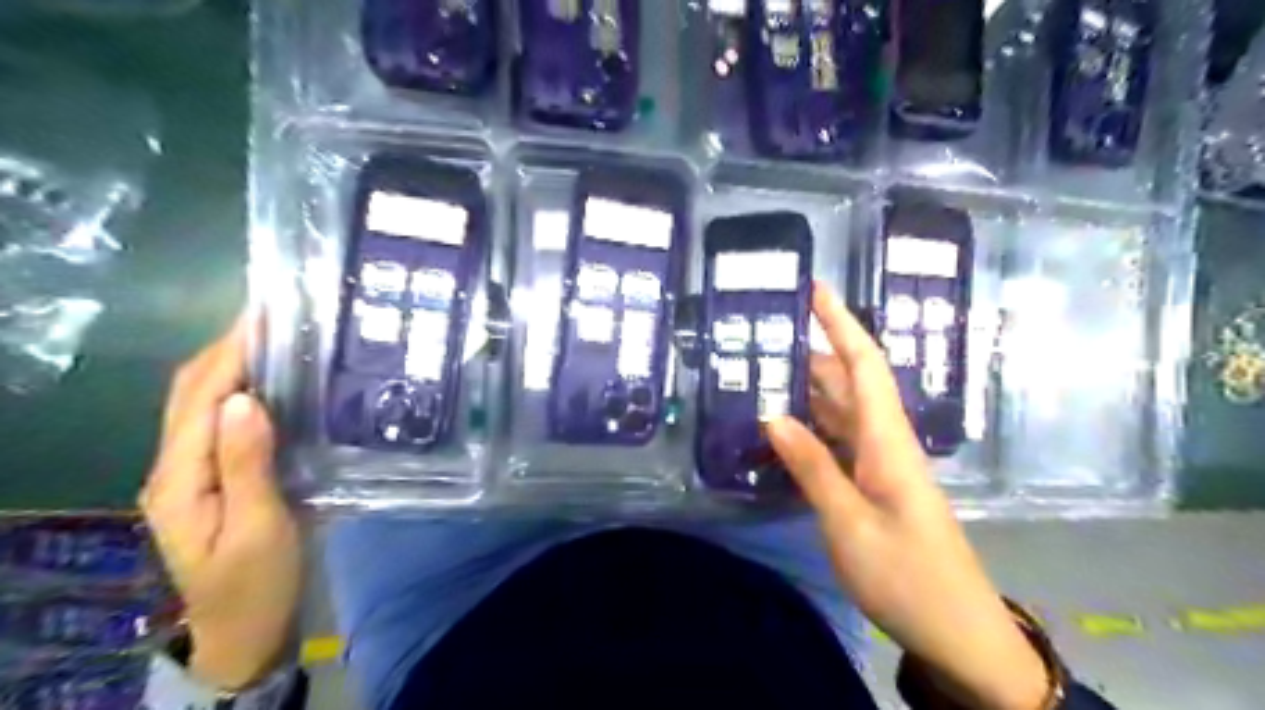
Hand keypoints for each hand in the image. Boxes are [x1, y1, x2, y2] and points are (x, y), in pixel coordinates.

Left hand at [142, 316, 302, 693]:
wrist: (247, 629)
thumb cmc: (258, 581)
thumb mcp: (259, 526)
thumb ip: (247, 463)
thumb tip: (246, 398)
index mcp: (181, 478)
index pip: (201, 398)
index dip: (230, 352)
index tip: (265, 315)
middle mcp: (175, 468)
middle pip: (191, 393)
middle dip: (227, 348)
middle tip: (276, 316)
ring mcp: (191, 474)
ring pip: (203, 404)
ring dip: (233, 364)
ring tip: (277, 338)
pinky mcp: (214, 479)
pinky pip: (220, 422)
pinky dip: (242, 391)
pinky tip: (274, 383)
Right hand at [760, 285, 1048, 709]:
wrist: (957, 631)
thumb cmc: (905, 575)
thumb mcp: (848, 523)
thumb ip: (812, 466)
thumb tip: (774, 416)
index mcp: (887, 441)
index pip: (864, 365)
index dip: (841, 324)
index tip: (816, 290)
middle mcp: (887, 442)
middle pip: (850, 383)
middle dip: (814, 352)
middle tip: (766, 337)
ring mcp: (882, 465)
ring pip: (844, 411)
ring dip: (811, 389)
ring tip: (767, 373)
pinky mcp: (876, 486)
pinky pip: (842, 442)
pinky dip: (814, 428)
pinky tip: (787, 428)